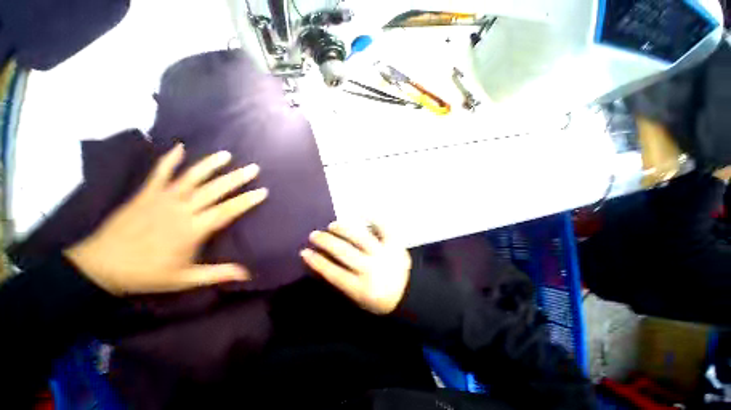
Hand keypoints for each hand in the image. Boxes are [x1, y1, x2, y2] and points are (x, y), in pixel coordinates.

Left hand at [64, 144, 267, 294]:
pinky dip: (169, 159)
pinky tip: (179, 147)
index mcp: (192, 230)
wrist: (101, 267)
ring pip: (191, 177)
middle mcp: (181, 210)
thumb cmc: (146, 274)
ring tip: (226, 155)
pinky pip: (159, 173)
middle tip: (253, 168)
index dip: (246, 200)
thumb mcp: (184, 280)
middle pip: (214, 190)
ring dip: (210, 165)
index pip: (227, 211)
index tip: (263, 191)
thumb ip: (217, 274)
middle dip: (236, 178)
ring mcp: (162, 199)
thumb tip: (247, 275)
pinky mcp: (145, 194)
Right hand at [301, 222, 410, 314]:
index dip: (317, 262)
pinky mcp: (395, 244)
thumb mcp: (358, 298)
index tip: (304, 252)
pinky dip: (372, 218)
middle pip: (344, 252)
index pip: (333, 273)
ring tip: (332, 226)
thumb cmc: (379, 299)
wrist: (409, 294)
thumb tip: (324, 260)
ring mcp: (384, 254)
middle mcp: (371, 269)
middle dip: (326, 242)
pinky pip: (383, 227)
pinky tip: (360, 211)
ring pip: (359, 237)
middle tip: (315, 235)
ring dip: (343, 229)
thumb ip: (342, 281)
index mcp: (361, 289)